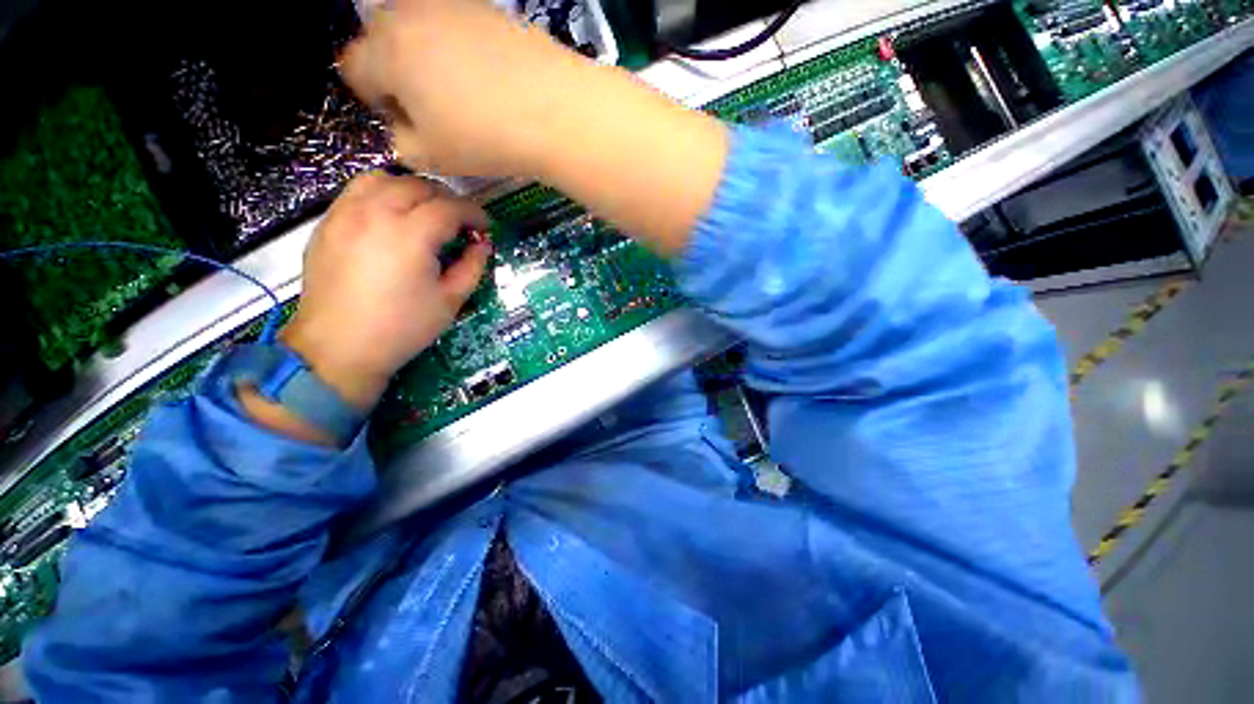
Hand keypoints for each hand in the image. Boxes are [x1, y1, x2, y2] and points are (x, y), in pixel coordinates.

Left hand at [280, 172, 490, 411]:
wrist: (339, 347)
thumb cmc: (402, 327)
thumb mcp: (450, 301)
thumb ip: (472, 267)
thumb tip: (483, 245)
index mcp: (411, 235)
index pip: (450, 207)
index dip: (474, 213)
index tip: (485, 227)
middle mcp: (376, 213)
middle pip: (418, 186)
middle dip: (447, 199)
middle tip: (460, 223)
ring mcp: (345, 214)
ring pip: (383, 179)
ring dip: (412, 190)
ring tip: (424, 212)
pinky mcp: (327, 224)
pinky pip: (357, 192)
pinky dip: (382, 194)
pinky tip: (391, 218)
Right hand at [340, 0, 727, 254]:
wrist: (573, 123)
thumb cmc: (505, 139)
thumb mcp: (444, 156)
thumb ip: (411, 149)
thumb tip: (401, 147)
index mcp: (396, 49)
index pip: (350, 70)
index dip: (365, 103)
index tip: (386, 130)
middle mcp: (424, 17)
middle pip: (385, 51)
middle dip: (398, 90)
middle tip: (427, 130)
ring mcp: (466, 17)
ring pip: (427, 47)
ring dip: (436, 83)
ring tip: (465, 122)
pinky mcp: (503, 29)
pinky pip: (466, 47)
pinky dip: (466, 75)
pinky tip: (492, 106)